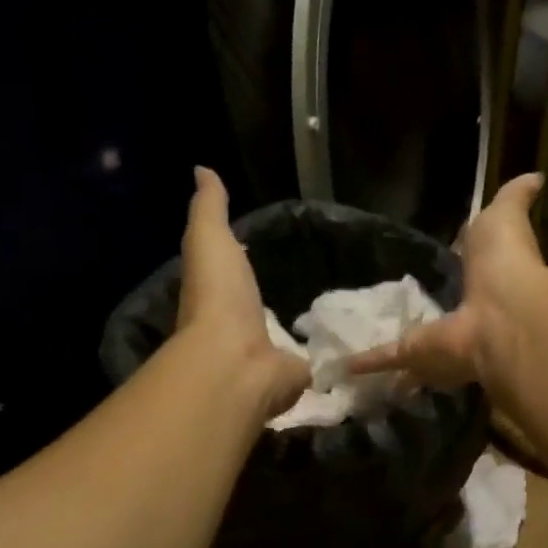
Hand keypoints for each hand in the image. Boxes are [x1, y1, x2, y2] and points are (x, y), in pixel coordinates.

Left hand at [177, 167, 311, 418]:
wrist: (237, 360)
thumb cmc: (219, 297)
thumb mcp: (209, 238)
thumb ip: (209, 207)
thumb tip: (202, 169)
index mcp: (220, 298)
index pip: (231, 278)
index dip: (241, 266)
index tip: (264, 253)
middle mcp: (241, 330)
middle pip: (260, 313)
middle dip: (276, 305)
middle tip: (309, 287)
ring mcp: (268, 357)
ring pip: (286, 341)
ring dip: (300, 335)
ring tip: (331, 318)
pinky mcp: (294, 378)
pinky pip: (311, 365)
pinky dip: (324, 360)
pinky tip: (345, 349)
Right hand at [349, 172, 545, 389]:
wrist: (502, 315)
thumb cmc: (504, 262)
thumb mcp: (506, 217)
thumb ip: (515, 198)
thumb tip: (536, 175)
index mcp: (482, 280)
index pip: (463, 273)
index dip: (452, 269)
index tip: (436, 265)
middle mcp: (461, 313)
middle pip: (438, 313)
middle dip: (423, 315)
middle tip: (393, 309)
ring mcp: (438, 338)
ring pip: (413, 343)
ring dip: (396, 346)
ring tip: (364, 336)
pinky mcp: (414, 354)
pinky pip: (386, 357)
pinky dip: (365, 361)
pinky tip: (344, 364)